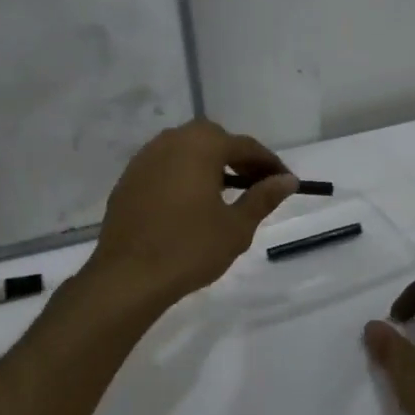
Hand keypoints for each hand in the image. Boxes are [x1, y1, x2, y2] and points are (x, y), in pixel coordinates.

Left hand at [88, 119, 299, 307]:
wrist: (128, 276)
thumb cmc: (189, 248)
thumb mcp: (236, 227)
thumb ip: (263, 198)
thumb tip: (287, 180)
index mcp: (201, 146)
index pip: (245, 146)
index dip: (269, 163)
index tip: (285, 182)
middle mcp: (171, 141)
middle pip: (213, 138)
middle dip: (237, 157)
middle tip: (255, 183)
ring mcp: (145, 158)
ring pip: (185, 149)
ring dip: (208, 163)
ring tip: (224, 191)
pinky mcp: (128, 179)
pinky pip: (164, 166)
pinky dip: (182, 174)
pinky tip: (190, 201)